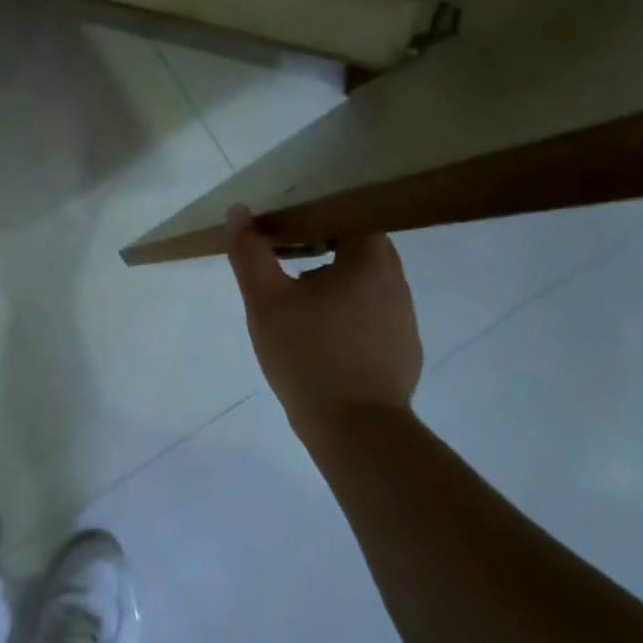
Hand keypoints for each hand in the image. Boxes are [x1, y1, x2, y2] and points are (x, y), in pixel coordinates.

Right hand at [224, 207, 423, 435]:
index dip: (315, 214)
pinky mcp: (402, 349)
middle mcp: (396, 282)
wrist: (354, 430)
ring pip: (365, 282)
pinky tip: (320, 335)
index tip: (284, 226)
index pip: (350, 214)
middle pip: (359, 246)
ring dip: (334, 280)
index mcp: (370, 261)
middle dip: (321, 245)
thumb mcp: (265, 300)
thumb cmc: (308, 354)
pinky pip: (372, 313)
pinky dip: (347, 312)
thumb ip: (249, 253)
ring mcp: (404, 318)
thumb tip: (238, 212)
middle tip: (283, 256)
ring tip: (297, 297)